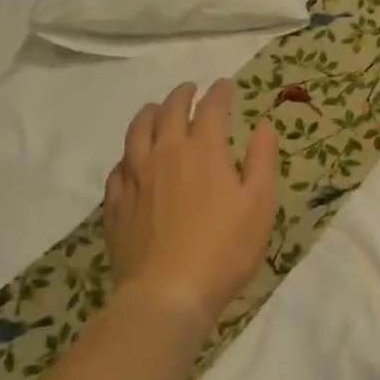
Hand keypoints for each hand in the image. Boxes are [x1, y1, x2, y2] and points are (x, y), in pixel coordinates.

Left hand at [105, 80, 278, 328]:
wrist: (168, 293)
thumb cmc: (225, 248)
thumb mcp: (259, 203)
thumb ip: (262, 159)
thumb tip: (262, 125)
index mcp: (203, 150)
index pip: (211, 109)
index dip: (219, 93)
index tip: (225, 86)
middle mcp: (165, 153)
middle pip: (169, 112)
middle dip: (182, 96)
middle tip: (190, 89)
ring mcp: (136, 178)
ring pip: (136, 133)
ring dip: (148, 114)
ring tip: (154, 109)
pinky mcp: (117, 204)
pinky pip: (119, 167)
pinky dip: (128, 154)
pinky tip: (130, 160)